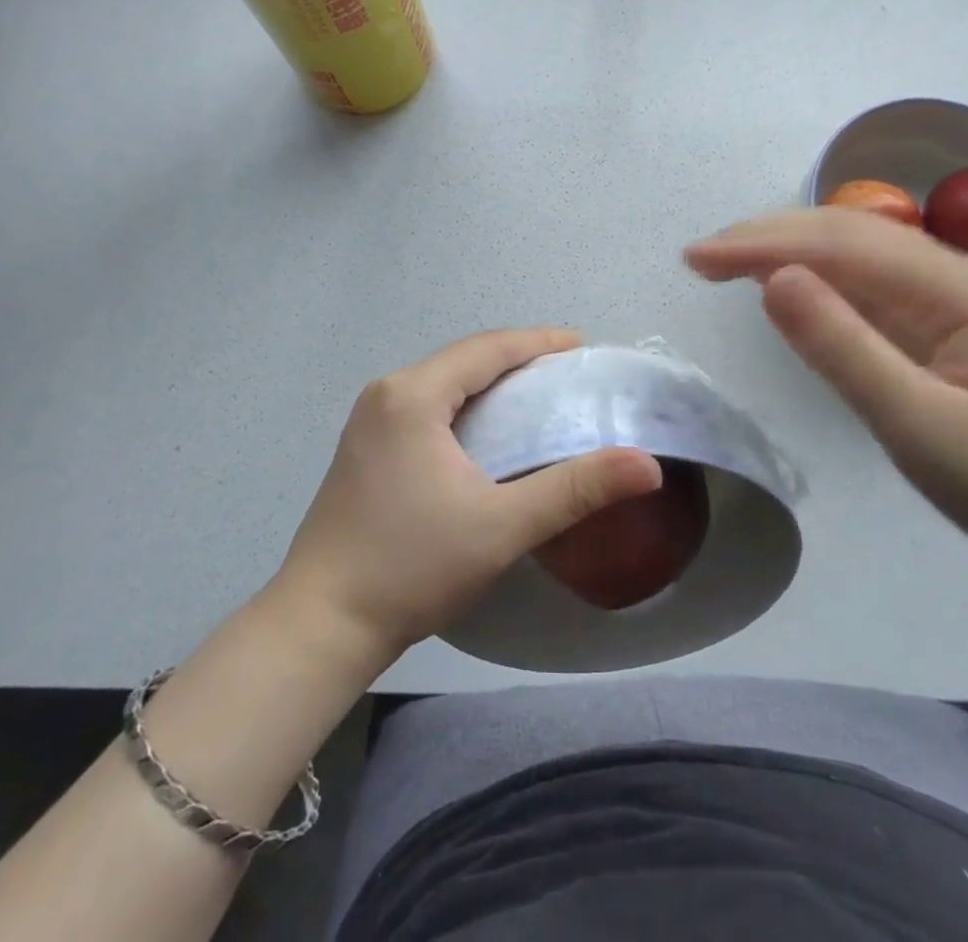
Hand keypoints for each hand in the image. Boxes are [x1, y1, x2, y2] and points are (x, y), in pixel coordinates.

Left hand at [272, 329, 662, 658]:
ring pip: (443, 384)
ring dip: (489, 384)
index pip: (487, 349)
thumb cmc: (411, 566)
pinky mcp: (363, 448)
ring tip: (536, 398)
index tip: (583, 345)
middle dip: (516, 360)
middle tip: (567, 375)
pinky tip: (487, 433)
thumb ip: (576, 489)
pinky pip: (425, 407)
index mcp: (412, 395)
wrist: (320, 625)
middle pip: (464, 360)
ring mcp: (368, 421)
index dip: (538, 342)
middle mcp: (386, 393)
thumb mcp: (502, 525)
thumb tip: (647, 465)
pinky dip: (464, 407)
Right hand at [686, 209, 967, 590]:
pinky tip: (790, 286)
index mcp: (956, 289)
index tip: (696, 258)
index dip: (761, 244)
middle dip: (767, 237)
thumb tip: (772, 279)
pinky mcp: (948, 325)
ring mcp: (955, 298)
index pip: (840, 243)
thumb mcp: (918, 425)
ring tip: (727, 263)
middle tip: (698, 258)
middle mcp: (955, 276)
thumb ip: (842, 347)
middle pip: (848, 233)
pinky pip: (873, 286)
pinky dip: (820, 279)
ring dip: (789, 251)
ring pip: (858, 253)